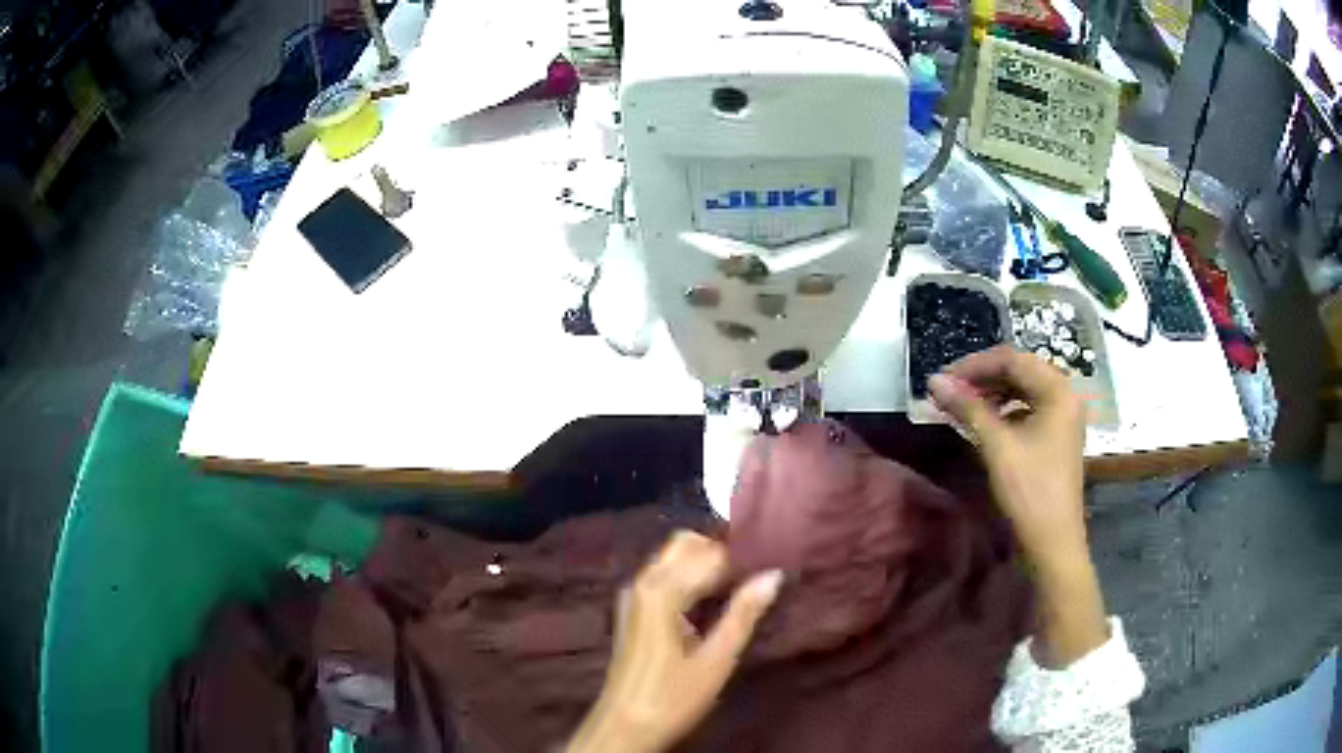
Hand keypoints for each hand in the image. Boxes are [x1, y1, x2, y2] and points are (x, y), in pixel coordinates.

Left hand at [568, 532, 782, 752]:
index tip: (774, 563)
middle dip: (722, 551)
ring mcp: (633, 594)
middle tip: (757, 573)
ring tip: (742, 585)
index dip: (745, 557)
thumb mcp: (717, 660)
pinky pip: (663, 575)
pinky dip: (689, 576)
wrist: (623, 725)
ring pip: (673, 558)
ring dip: (706, 562)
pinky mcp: (631, 609)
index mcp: (663, 590)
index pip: (712, 553)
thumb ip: (744, 613)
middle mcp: (644, 582)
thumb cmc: (673, 697)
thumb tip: (773, 574)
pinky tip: (712, 599)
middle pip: (686, 545)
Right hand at [927, 345, 1086, 568]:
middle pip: (1020, 371)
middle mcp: (1065, 395)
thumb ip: (968, 408)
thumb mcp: (997, 446)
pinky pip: (1028, 408)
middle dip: (983, 377)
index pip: (1012, 359)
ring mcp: (1063, 416)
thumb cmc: (1029, 490)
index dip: (975, 365)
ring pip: (1023, 389)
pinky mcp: (1057, 434)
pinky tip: (985, 422)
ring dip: (992, 393)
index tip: (944, 378)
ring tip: (962, 405)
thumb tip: (934, 380)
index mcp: (1057, 390)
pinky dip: (1004, 410)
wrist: (1053, 541)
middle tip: (950, 390)